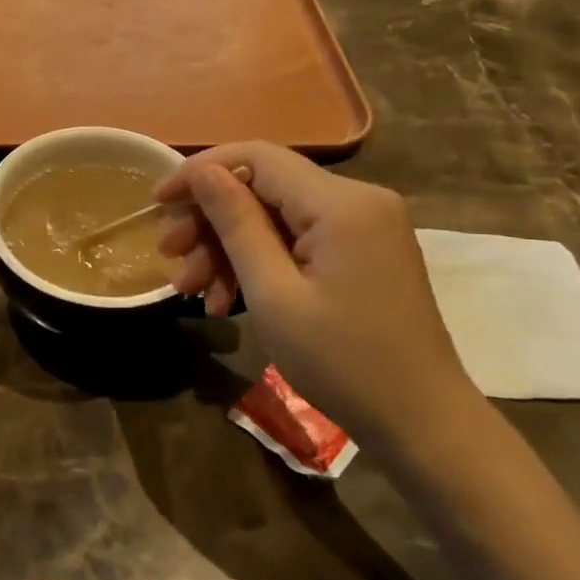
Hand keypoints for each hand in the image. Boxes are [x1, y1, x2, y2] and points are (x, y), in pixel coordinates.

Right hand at [156, 142, 478, 448]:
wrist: (421, 422)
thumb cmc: (341, 362)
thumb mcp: (273, 293)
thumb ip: (236, 223)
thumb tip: (202, 171)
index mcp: (340, 203)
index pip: (256, 157)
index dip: (200, 172)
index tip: (158, 202)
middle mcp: (358, 199)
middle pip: (264, 187)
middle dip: (211, 221)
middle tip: (169, 257)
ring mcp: (365, 227)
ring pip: (276, 217)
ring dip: (229, 249)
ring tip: (191, 291)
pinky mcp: (364, 252)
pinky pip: (299, 241)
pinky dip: (260, 264)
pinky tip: (228, 300)